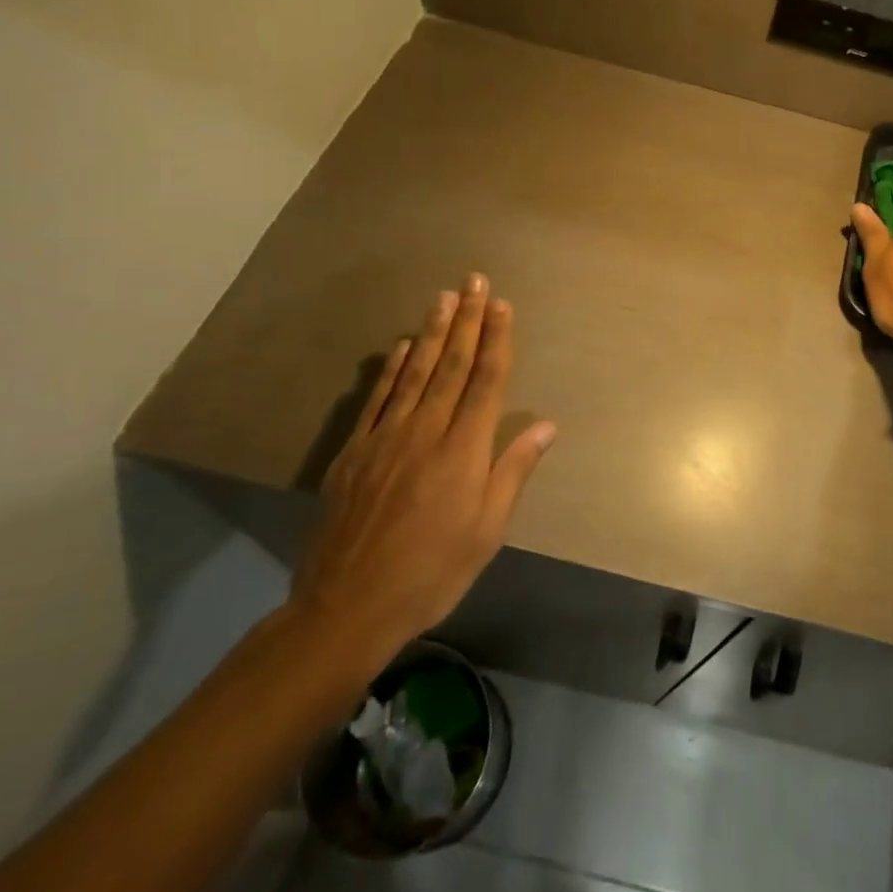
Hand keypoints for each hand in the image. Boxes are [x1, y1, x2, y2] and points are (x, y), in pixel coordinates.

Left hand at [288, 275, 557, 679]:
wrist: (346, 609)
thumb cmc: (432, 572)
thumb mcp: (486, 531)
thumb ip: (513, 471)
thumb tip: (546, 425)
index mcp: (463, 450)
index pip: (485, 381)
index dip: (496, 340)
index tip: (502, 305)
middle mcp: (426, 431)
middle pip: (452, 365)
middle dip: (467, 320)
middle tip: (475, 282)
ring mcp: (386, 438)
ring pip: (415, 372)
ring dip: (433, 332)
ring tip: (444, 297)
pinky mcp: (354, 452)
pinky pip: (379, 398)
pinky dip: (392, 368)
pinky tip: (403, 347)